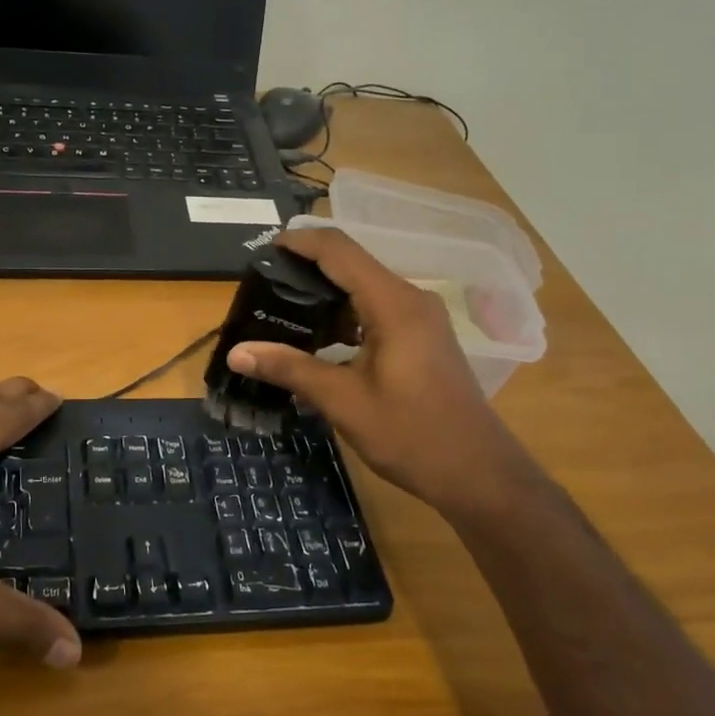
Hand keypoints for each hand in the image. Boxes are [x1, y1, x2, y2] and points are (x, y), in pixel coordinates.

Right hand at [227, 228, 519, 512]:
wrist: (478, 474)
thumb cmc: (412, 435)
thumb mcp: (343, 402)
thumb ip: (289, 369)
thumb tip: (236, 352)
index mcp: (393, 304)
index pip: (339, 251)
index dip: (300, 242)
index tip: (263, 249)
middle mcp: (410, 299)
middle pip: (351, 263)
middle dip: (306, 267)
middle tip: (264, 285)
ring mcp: (421, 317)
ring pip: (364, 286)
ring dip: (325, 292)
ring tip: (282, 309)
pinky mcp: (423, 336)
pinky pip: (376, 307)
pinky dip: (345, 313)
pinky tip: (319, 338)